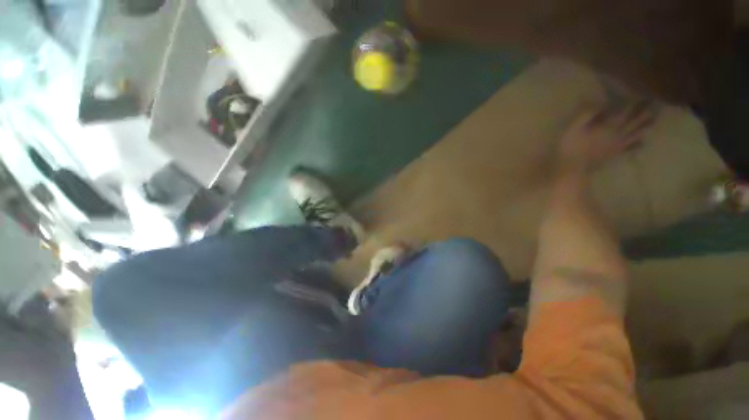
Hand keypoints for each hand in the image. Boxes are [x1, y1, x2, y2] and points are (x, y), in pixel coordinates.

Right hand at [558, 103, 656, 173]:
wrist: (572, 168)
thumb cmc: (570, 146)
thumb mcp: (574, 127)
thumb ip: (587, 114)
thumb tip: (598, 102)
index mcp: (609, 126)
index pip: (624, 111)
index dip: (632, 101)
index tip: (640, 92)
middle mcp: (618, 134)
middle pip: (635, 121)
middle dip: (644, 111)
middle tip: (655, 103)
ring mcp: (617, 146)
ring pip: (636, 134)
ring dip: (646, 127)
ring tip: (655, 120)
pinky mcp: (614, 155)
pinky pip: (629, 149)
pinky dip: (637, 145)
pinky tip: (642, 143)